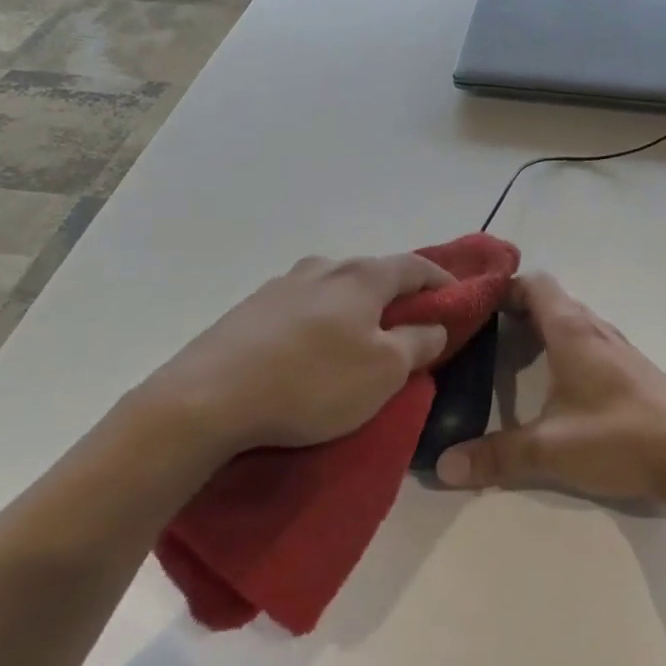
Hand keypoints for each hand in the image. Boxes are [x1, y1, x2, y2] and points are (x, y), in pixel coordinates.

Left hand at [128, 253, 452, 454]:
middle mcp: (323, 267)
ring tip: (360, 342)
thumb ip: (419, 342)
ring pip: (335, 290)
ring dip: (356, 309)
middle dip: (397, 297)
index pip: (416, 265)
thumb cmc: (312, 382)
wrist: (207, 399)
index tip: (458, 298)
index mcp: (362, 275)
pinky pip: (303, 308)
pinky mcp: (250, 310)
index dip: (442, 280)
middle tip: (411, 328)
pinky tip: (313, 352)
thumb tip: (434, 325)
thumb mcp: (384, 371)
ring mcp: (281, 285)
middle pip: (374, 274)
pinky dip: (322, 322)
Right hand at [434, 273, 665, 501]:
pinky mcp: (637, 372)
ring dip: (547, 331)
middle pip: (554, 302)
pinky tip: (560, 383)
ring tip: (514, 355)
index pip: (536, 285)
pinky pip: (594, 344)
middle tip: (484, 332)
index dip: (506, 286)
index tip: (477, 302)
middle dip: (519, 311)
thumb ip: (496, 456)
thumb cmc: (618, 437)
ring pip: (576, 324)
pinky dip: (569, 350)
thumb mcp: (550, 449)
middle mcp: (597, 330)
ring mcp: (622, 350)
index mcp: (573, 331)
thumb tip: (442, 466)